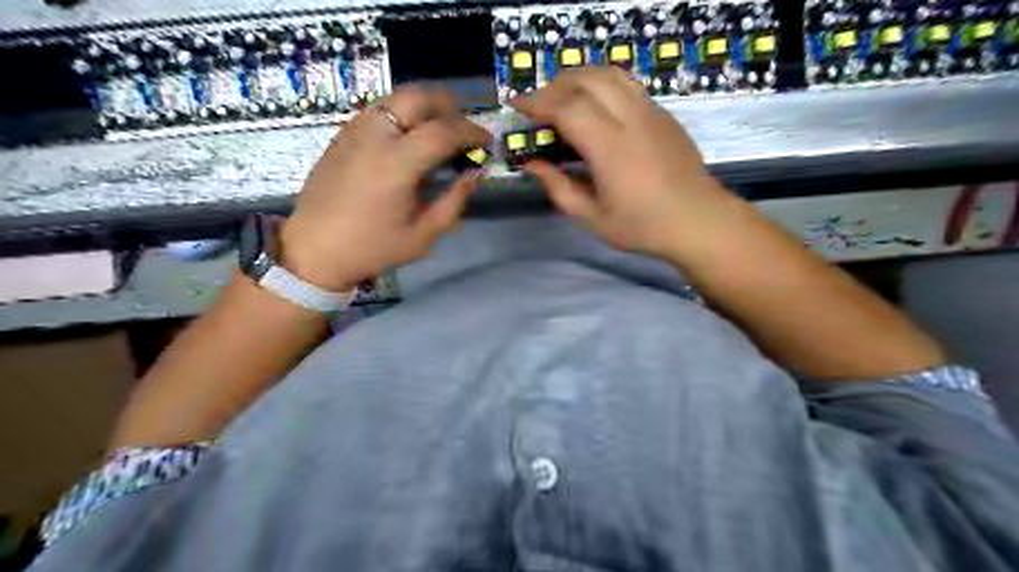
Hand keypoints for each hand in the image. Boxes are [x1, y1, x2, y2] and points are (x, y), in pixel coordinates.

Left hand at [280, 88, 491, 292]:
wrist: (314, 249)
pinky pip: (378, 110)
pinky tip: (408, 139)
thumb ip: (453, 202)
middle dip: (448, 105)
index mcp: (396, 164)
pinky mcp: (342, 135)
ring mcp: (354, 131)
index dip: (471, 131)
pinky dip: (402, 114)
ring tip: (438, 131)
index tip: (486, 140)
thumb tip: (474, 174)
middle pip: (417, 97)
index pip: (443, 130)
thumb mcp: (422, 235)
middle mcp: (374, 136)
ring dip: (424, 107)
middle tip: (462, 127)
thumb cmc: (372, 247)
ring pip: (396, 98)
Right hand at [509, 64, 740, 255]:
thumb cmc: (642, 226)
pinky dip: (601, 83)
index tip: (517, 106)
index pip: (568, 107)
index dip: (537, 102)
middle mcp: (631, 119)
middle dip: (554, 85)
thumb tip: (532, 165)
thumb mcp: (591, 218)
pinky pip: (627, 83)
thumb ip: (558, 188)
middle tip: (537, 105)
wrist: (698, 220)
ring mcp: (651, 111)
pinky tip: (593, 104)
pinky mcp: (662, 113)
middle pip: (587, 79)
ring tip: (562, 97)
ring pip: (609, 73)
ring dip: (578, 77)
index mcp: (611, 148)